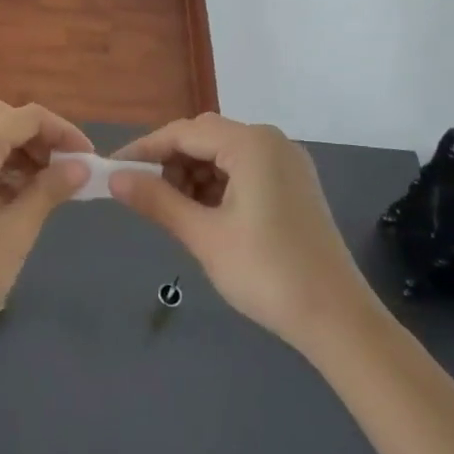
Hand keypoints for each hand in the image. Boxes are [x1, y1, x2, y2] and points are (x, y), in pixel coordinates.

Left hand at [0, 100, 91, 346]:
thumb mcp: (17, 229)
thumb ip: (50, 189)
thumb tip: (80, 167)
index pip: (27, 117)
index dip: (63, 133)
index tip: (88, 160)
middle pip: (2, 118)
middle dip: (38, 139)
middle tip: (65, 172)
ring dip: (16, 151)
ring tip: (43, 189)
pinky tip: (11, 196)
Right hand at [109, 114, 383, 350]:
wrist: (338, 320)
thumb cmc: (266, 273)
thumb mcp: (203, 236)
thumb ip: (156, 200)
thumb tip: (115, 179)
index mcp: (251, 144)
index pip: (183, 132)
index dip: (145, 149)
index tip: (114, 169)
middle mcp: (271, 142)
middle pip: (205, 138)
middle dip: (170, 162)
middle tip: (143, 193)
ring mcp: (287, 163)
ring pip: (224, 154)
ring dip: (193, 174)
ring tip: (174, 210)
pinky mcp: (295, 185)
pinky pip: (245, 170)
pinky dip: (218, 185)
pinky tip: (206, 214)